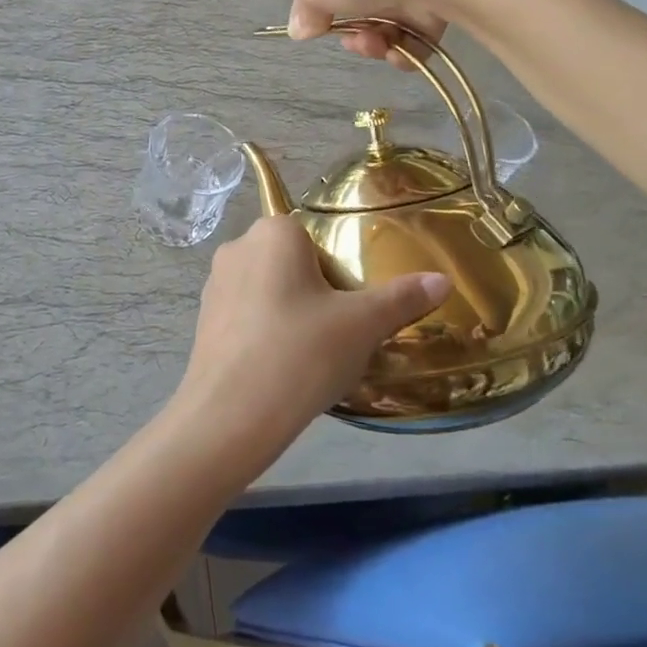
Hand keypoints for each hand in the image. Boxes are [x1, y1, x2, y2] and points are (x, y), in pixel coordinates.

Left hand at [175, 216, 449, 461]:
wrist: (230, 415)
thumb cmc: (301, 353)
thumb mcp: (362, 325)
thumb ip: (402, 298)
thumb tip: (442, 280)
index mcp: (273, 232)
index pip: (316, 237)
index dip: (339, 272)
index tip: (350, 308)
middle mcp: (238, 246)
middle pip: (291, 261)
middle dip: (316, 292)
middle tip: (336, 333)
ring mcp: (215, 282)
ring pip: (268, 288)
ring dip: (290, 312)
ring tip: (311, 355)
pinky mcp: (203, 318)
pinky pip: (246, 314)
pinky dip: (265, 332)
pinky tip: (281, 367)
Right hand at [288, 0, 459, 67]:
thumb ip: (303, 11)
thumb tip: (301, 28)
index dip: (316, 5)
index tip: (314, 25)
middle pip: (352, 7)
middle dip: (350, 33)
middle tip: (353, 40)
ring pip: (382, 25)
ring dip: (373, 45)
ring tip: (378, 46)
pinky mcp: (435, 2)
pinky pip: (412, 37)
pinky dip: (403, 51)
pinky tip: (399, 52)